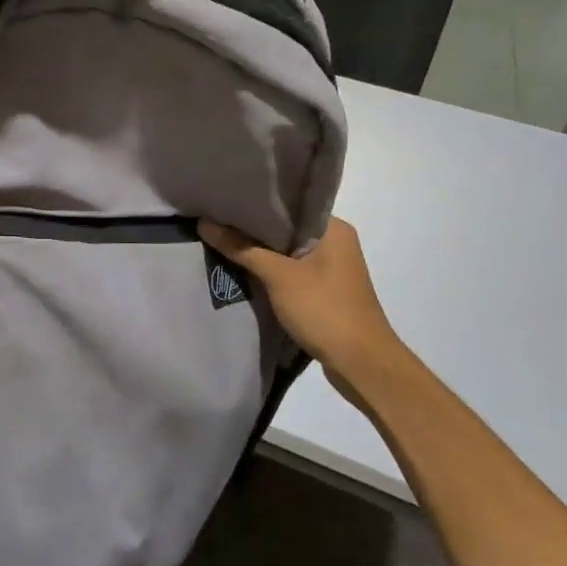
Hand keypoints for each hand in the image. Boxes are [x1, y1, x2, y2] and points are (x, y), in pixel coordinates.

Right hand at [199, 216, 405, 393]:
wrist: (361, 364)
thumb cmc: (324, 309)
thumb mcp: (278, 276)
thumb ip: (242, 248)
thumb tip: (205, 223)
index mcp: (333, 228)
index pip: (288, 206)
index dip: (254, 203)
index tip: (223, 201)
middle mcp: (335, 242)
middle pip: (285, 229)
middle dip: (252, 229)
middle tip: (215, 219)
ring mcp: (331, 269)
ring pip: (287, 252)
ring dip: (260, 252)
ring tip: (222, 240)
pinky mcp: (325, 291)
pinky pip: (291, 271)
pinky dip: (270, 271)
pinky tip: (243, 270)